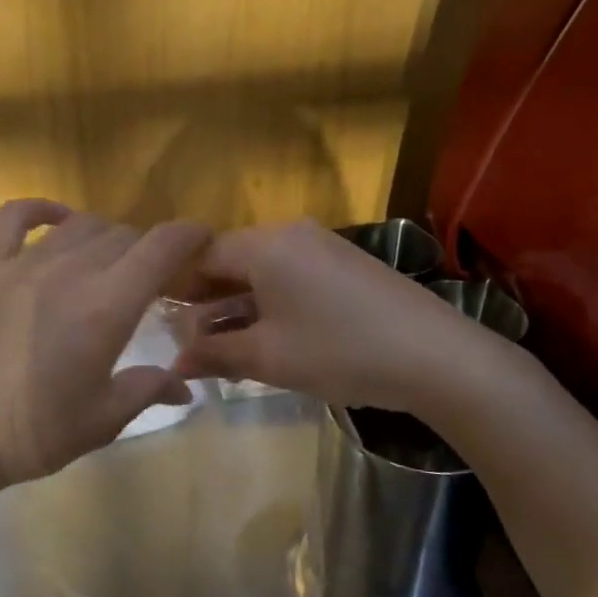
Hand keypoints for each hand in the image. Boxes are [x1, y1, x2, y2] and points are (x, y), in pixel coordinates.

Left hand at [0, 200, 211, 551]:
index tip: (202, 241)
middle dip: (146, 249)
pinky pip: (16, 215)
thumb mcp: (98, 423)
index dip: (190, 236)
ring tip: (104, 260)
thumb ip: (146, 390)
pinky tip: (56, 218)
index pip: (162, 247)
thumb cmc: (24, 436)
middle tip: (146, 277)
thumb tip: (187, 385)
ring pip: (79, 226)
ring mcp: (19, 260)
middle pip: (123, 235)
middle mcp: (68, 270)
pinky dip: (44, 209)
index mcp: (106, 307)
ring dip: (103, 237)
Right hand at [173, 219, 510, 419]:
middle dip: (206, 301)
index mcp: (265, 245)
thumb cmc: (340, 351)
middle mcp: (290, 234)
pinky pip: (290, 277)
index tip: (159, 320)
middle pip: (231, 261)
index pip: (202, 256)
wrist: (438, 357)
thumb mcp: (269, 357)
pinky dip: (269, 304)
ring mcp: (322, 247)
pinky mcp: (345, 266)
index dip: (177, 289)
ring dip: (237, 306)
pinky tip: (267, 338)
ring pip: (261, 271)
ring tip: (223, 349)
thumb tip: (174, 362)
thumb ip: (215, 354)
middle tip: (189, 341)